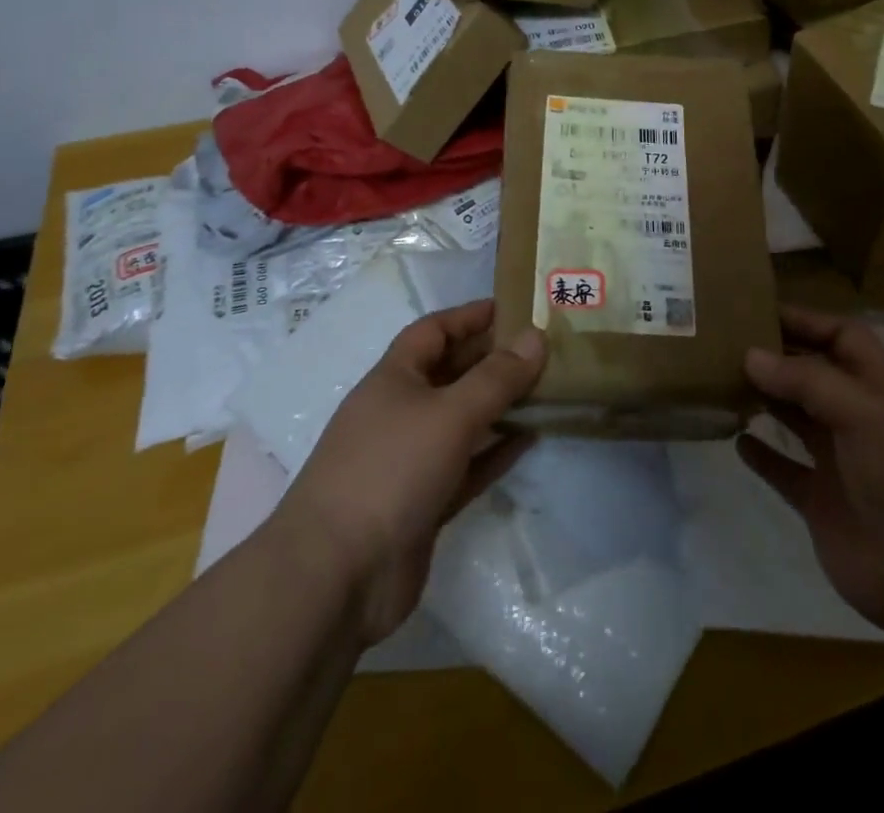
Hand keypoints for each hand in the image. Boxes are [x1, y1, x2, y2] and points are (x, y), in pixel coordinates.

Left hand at [267, 299, 545, 645]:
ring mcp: (410, 460)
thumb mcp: (450, 414)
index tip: (515, 307)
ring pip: (462, 420)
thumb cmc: (390, 471)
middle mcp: (400, 412)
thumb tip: (536, 336)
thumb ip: (497, 377)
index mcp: (394, 378)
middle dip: (493, 359)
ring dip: (500, 405)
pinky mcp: (423, 503)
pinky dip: (495, 451)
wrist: (336, 577)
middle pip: (451, 373)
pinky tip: (530, 440)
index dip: (471, 315)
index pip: (434, 330)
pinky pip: (467, 465)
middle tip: (544, 349)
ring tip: (548, 389)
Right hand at [739, 307, 883, 633]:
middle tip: (727, 341)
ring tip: (722, 381)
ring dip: (764, 399)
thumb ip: (808, 380)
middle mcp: (855, 417)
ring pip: (793, 417)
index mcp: (877, 388)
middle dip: (776, 355)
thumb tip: (751, 355)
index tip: (760, 309)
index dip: (807, 320)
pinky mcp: (819, 500)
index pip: (842, 337)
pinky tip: (736, 440)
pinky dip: (761, 453)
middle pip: (811, 372)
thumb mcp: (865, 415)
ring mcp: (837, 460)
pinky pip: (783, 468)